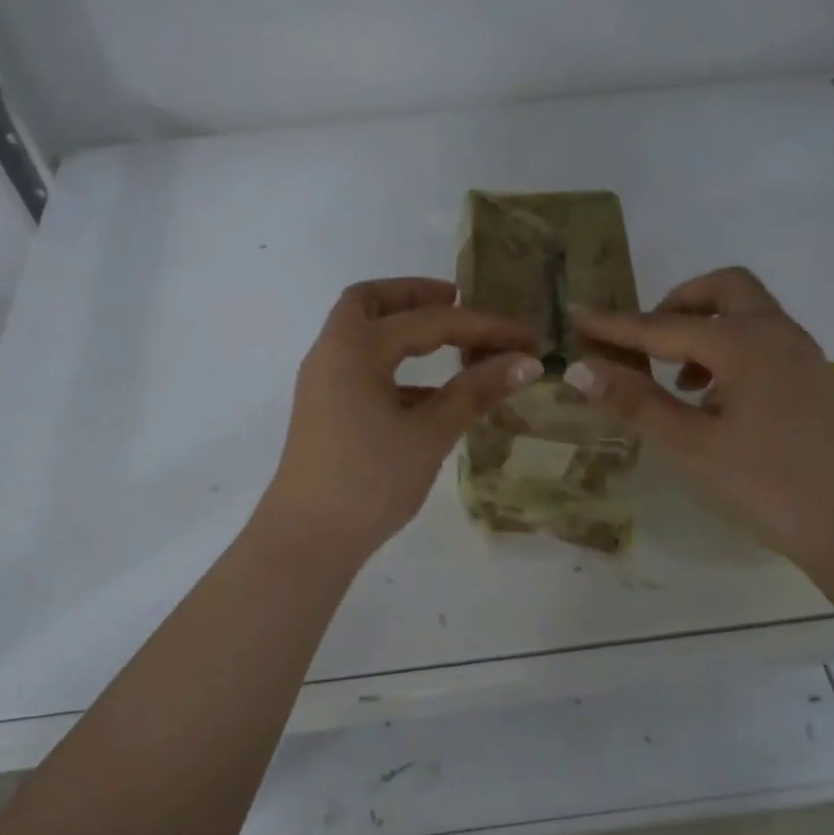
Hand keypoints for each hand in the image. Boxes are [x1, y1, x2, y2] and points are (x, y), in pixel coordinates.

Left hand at [261, 278, 541, 561]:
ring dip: (404, 327)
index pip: (428, 321)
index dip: (482, 326)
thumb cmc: (370, 481)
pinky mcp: (326, 409)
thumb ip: (475, 392)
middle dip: (416, 294)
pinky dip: (396, 364)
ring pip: (363, 333)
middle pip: (371, 302)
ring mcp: (324, 381)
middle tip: (459, 301)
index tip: (526, 337)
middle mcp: (332, 353)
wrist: (307, 540)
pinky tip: (433, 392)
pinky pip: (363, 367)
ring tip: (454, 341)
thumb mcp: (429, 434)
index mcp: (354, 348)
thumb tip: (525, 363)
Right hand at [568, 267, 833, 567]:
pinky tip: (710, 395)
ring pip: (745, 309)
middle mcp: (776, 333)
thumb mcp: (690, 445)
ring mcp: (799, 353)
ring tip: (675, 376)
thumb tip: (579, 368)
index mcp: (744, 344)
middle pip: (722, 288)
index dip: (614, 325)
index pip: (663, 327)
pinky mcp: (809, 376)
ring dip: (703, 325)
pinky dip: (727, 345)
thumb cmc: (766, 485)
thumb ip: (635, 401)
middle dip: (676, 304)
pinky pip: (761, 336)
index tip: (575, 314)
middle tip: (645, 341)